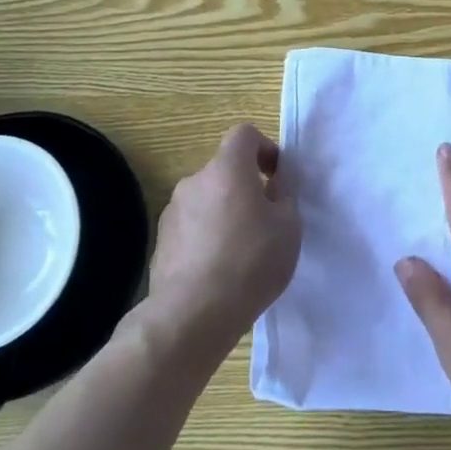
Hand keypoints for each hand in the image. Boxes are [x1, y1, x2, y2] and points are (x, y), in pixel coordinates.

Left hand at [145, 123, 300, 362]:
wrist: (193, 314)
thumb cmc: (251, 262)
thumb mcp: (288, 226)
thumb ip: (285, 193)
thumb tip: (276, 179)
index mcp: (227, 169)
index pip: (244, 134)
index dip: (264, 148)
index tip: (276, 177)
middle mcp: (195, 181)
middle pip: (224, 170)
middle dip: (245, 187)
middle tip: (265, 222)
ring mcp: (173, 212)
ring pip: (207, 199)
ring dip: (224, 213)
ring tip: (241, 252)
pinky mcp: (161, 242)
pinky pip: (191, 227)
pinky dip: (206, 237)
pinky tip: (217, 271)